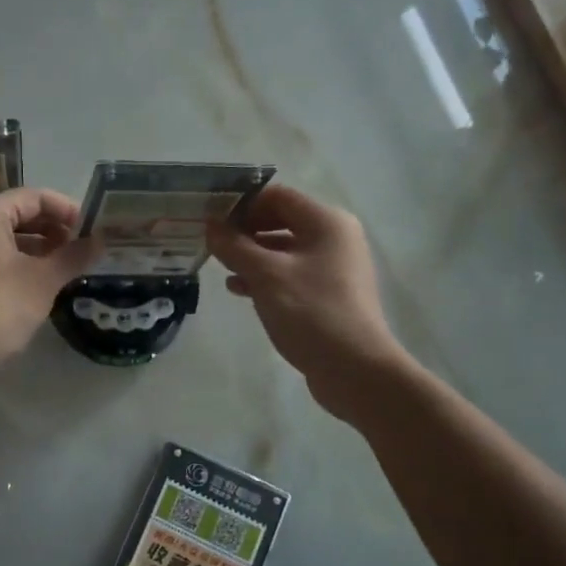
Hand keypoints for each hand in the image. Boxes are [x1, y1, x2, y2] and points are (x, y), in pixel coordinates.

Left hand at [0, 188, 98, 376]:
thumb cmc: (0, 306)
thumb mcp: (44, 280)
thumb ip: (73, 256)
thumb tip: (100, 241)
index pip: (33, 197)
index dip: (66, 210)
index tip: (90, 229)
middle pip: (17, 214)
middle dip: (52, 228)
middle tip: (80, 248)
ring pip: (5, 236)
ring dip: (37, 246)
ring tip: (64, 266)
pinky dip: (17, 260)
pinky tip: (37, 282)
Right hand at [207, 186, 409, 421]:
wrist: (354, 369)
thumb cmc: (310, 312)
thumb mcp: (265, 275)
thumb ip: (234, 246)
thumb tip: (210, 224)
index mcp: (326, 222)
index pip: (278, 196)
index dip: (243, 203)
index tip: (211, 218)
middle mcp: (335, 238)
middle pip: (282, 221)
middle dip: (245, 230)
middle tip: (212, 242)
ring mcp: (334, 268)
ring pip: (284, 250)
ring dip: (252, 256)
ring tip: (220, 267)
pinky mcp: (328, 295)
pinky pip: (291, 275)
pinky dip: (265, 278)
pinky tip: (239, 290)